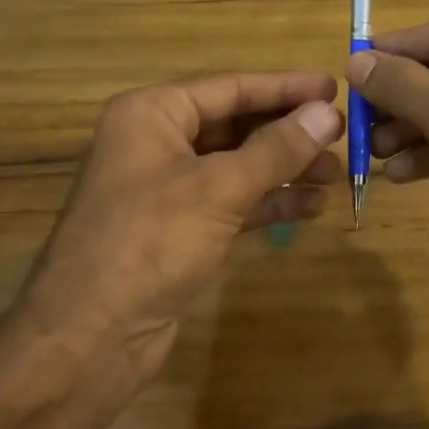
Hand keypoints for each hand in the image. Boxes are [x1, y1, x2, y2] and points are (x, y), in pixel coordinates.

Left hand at [16, 72, 343, 399]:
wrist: (87, 341)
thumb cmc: (148, 243)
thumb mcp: (219, 188)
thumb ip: (276, 149)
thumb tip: (328, 113)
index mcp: (152, 114)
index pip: (230, 87)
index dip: (285, 88)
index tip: (333, 88)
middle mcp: (157, 141)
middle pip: (235, 124)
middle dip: (288, 132)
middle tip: (341, 135)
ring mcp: (166, 188)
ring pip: (237, 165)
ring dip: (284, 169)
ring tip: (334, 174)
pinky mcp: (178, 229)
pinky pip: (232, 201)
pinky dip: (268, 202)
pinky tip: (310, 206)